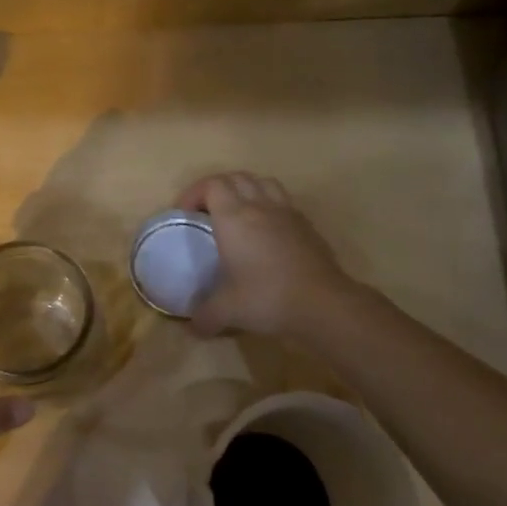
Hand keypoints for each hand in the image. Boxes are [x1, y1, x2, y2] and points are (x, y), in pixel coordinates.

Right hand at [174, 172, 354, 338]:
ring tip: (237, 212)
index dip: (194, 193)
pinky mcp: (306, 225)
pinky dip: (268, 205)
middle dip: (217, 188)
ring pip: (262, 182)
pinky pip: (283, 201)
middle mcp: (259, 206)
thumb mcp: (227, 311)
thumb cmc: (267, 298)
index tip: (185, 214)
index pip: (211, 185)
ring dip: (245, 189)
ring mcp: (287, 212)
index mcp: (234, 218)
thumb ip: (204, 316)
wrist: (322, 303)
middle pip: (236, 177)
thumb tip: (193, 327)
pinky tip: (266, 230)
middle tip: (206, 212)